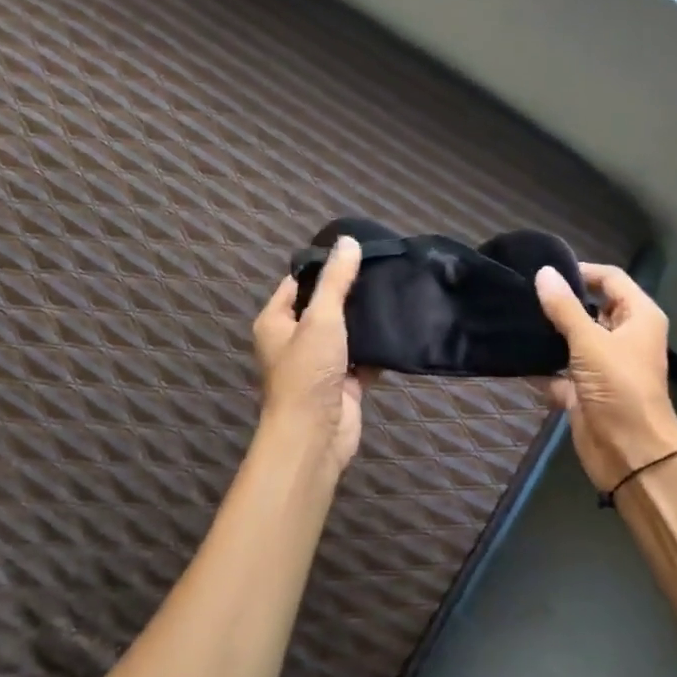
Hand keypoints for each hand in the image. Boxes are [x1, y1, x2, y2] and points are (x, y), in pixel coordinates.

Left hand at [252, 236, 374, 471]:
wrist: (315, 435)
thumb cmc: (308, 371)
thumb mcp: (321, 318)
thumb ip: (336, 281)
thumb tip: (348, 241)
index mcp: (276, 322)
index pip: (297, 283)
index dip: (323, 267)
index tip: (356, 252)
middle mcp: (294, 340)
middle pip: (324, 307)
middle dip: (350, 293)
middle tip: (383, 269)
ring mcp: (320, 363)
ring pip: (346, 333)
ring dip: (366, 321)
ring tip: (395, 292)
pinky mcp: (344, 383)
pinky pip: (363, 358)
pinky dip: (378, 349)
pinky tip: (400, 328)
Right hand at [534, 263, 676, 494]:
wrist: (630, 454)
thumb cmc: (620, 389)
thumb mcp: (590, 343)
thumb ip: (565, 308)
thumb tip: (544, 273)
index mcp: (638, 317)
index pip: (611, 279)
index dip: (581, 272)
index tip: (544, 271)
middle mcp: (623, 337)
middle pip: (591, 308)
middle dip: (560, 302)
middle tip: (522, 292)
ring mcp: (604, 366)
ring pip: (573, 340)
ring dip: (549, 334)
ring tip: (513, 317)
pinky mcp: (586, 391)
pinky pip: (559, 373)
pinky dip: (542, 369)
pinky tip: (514, 357)